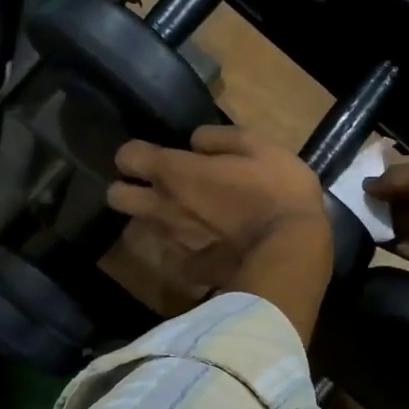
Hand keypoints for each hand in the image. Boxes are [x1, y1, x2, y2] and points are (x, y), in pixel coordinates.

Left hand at [108, 127, 333, 338]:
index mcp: (175, 172)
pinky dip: (182, 248)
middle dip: (128, 189)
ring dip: (156, 219)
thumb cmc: (277, 192)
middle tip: (158, 188)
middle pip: (117, 197)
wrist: (291, 253)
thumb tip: (195, 142)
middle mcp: (163, 207)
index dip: (137, 153)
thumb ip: (220, 138)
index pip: (127, 156)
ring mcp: (173, 242)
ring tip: (185, 217)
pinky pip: (173, 255)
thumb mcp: (260, 147)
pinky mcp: (188, 270)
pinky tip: (205, 246)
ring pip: (142, 227)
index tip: (156, 155)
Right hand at [369, 152, 408, 408]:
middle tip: (351, 191)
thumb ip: (396, 176)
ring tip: (351, 209)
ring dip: (381, 215)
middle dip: (385, 192)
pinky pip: (403, 243)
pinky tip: (362, 231)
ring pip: (404, 217)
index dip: (395, 166)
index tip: (365, 170)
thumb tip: (368, 184)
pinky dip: (386, 239)